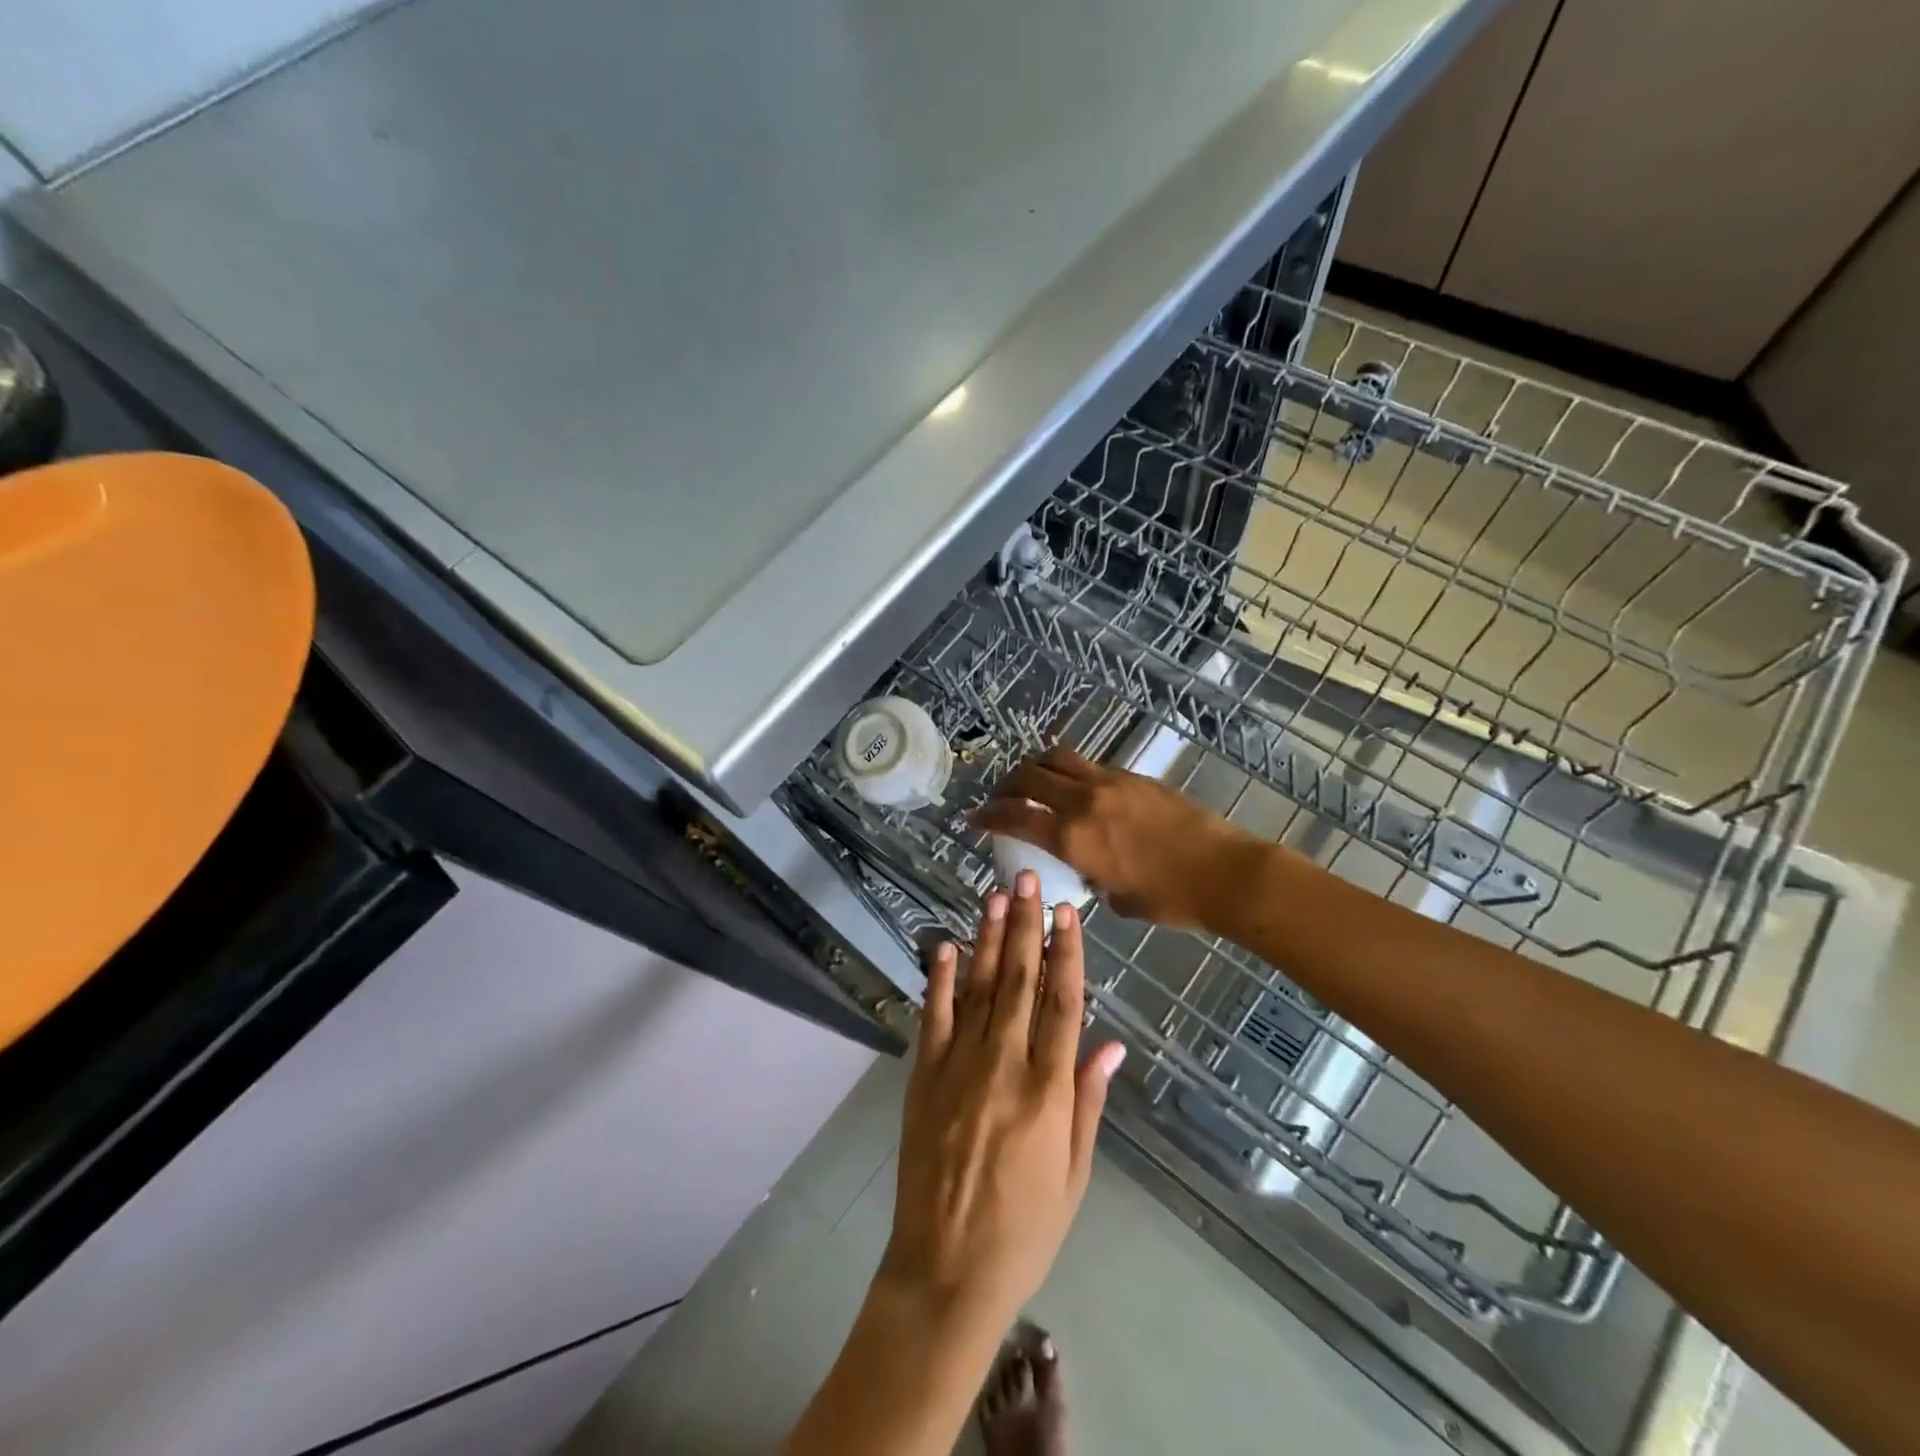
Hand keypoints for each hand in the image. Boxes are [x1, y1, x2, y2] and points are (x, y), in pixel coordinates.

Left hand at [880, 871, 1125, 1331]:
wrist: (946, 1268)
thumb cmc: (1025, 1227)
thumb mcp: (1075, 1173)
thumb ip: (1089, 1101)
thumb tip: (1112, 1043)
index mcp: (1048, 1091)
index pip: (1063, 1003)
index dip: (1067, 952)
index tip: (1066, 912)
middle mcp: (1005, 1066)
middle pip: (1021, 982)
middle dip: (1025, 925)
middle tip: (1027, 879)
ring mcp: (959, 1067)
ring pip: (979, 988)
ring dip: (988, 938)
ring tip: (995, 895)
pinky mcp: (923, 1076)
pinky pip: (934, 1016)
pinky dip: (939, 978)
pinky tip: (945, 943)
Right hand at [972, 747, 1255, 929]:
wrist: (1224, 873)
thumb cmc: (1170, 899)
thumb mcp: (1117, 898)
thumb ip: (1091, 877)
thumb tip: (1088, 868)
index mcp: (1073, 838)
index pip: (1014, 817)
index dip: (987, 816)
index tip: (973, 819)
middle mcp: (1083, 802)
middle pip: (1027, 776)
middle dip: (1004, 785)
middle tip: (999, 798)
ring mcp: (1109, 783)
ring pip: (1055, 758)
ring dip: (1033, 767)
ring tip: (1030, 782)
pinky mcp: (1132, 776)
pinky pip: (1086, 765)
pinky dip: (1067, 771)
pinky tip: (1072, 788)